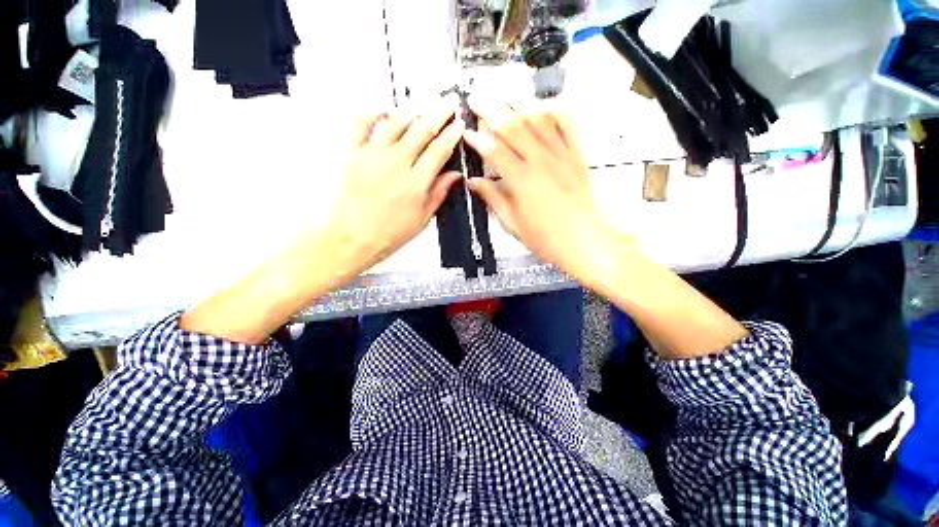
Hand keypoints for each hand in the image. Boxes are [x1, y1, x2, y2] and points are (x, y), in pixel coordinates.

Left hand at [328, 99, 463, 272]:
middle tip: (447, 104)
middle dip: (439, 113)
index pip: (439, 150)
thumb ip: (439, 193)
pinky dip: (373, 112)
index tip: (458, 125)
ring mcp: (373, 156)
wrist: (353, 237)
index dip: (452, 135)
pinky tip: (384, 111)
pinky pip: (362, 123)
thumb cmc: (387, 233)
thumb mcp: (422, 218)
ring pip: (396, 122)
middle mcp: (396, 164)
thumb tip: (454, 176)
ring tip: (423, 106)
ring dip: (413, 111)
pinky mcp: (354, 154)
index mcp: (416, 182)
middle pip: (422, 130)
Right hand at [463, 99, 621, 275]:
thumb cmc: (546, 238)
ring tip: (504, 98)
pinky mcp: (577, 156)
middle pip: (514, 127)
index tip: (467, 131)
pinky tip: (543, 106)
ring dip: (519, 106)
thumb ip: (493, 198)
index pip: (495, 151)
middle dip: (492, 110)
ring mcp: (561, 155)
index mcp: (522, 180)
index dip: (478, 139)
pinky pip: (567, 126)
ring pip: (538, 121)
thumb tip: (474, 182)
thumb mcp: (513, 223)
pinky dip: (554, 112)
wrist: (584, 240)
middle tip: (477, 99)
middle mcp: (541, 161)